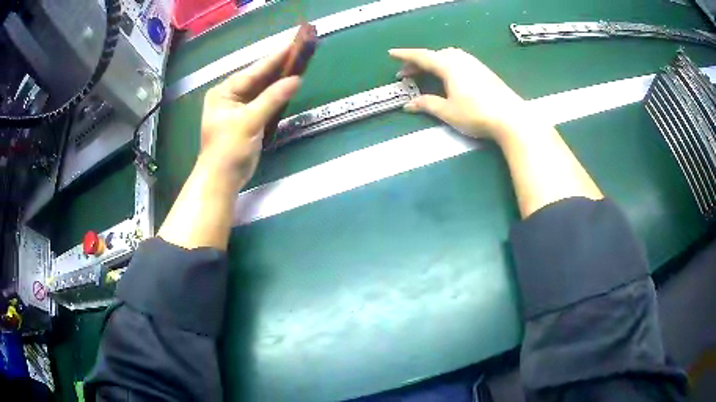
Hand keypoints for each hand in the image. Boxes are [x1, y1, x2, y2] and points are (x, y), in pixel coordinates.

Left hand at [200, 46, 301, 187]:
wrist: (222, 179)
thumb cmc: (229, 149)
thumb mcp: (249, 121)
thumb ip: (272, 99)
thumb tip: (295, 80)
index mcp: (224, 92)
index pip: (253, 72)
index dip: (273, 60)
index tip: (292, 46)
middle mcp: (230, 96)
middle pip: (257, 79)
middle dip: (277, 69)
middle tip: (298, 55)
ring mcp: (238, 108)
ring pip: (262, 91)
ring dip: (278, 82)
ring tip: (298, 67)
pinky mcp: (247, 120)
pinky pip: (264, 103)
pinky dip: (276, 97)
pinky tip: (288, 88)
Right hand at [389, 48, 524, 139]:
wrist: (511, 117)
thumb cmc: (476, 114)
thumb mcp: (448, 111)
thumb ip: (427, 104)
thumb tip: (409, 105)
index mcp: (448, 65)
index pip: (422, 56)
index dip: (405, 55)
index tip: (391, 53)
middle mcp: (460, 59)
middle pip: (434, 55)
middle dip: (418, 62)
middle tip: (406, 74)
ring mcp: (474, 64)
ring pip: (448, 56)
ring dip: (433, 63)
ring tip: (426, 74)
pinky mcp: (484, 71)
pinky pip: (459, 61)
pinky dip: (446, 65)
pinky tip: (448, 77)